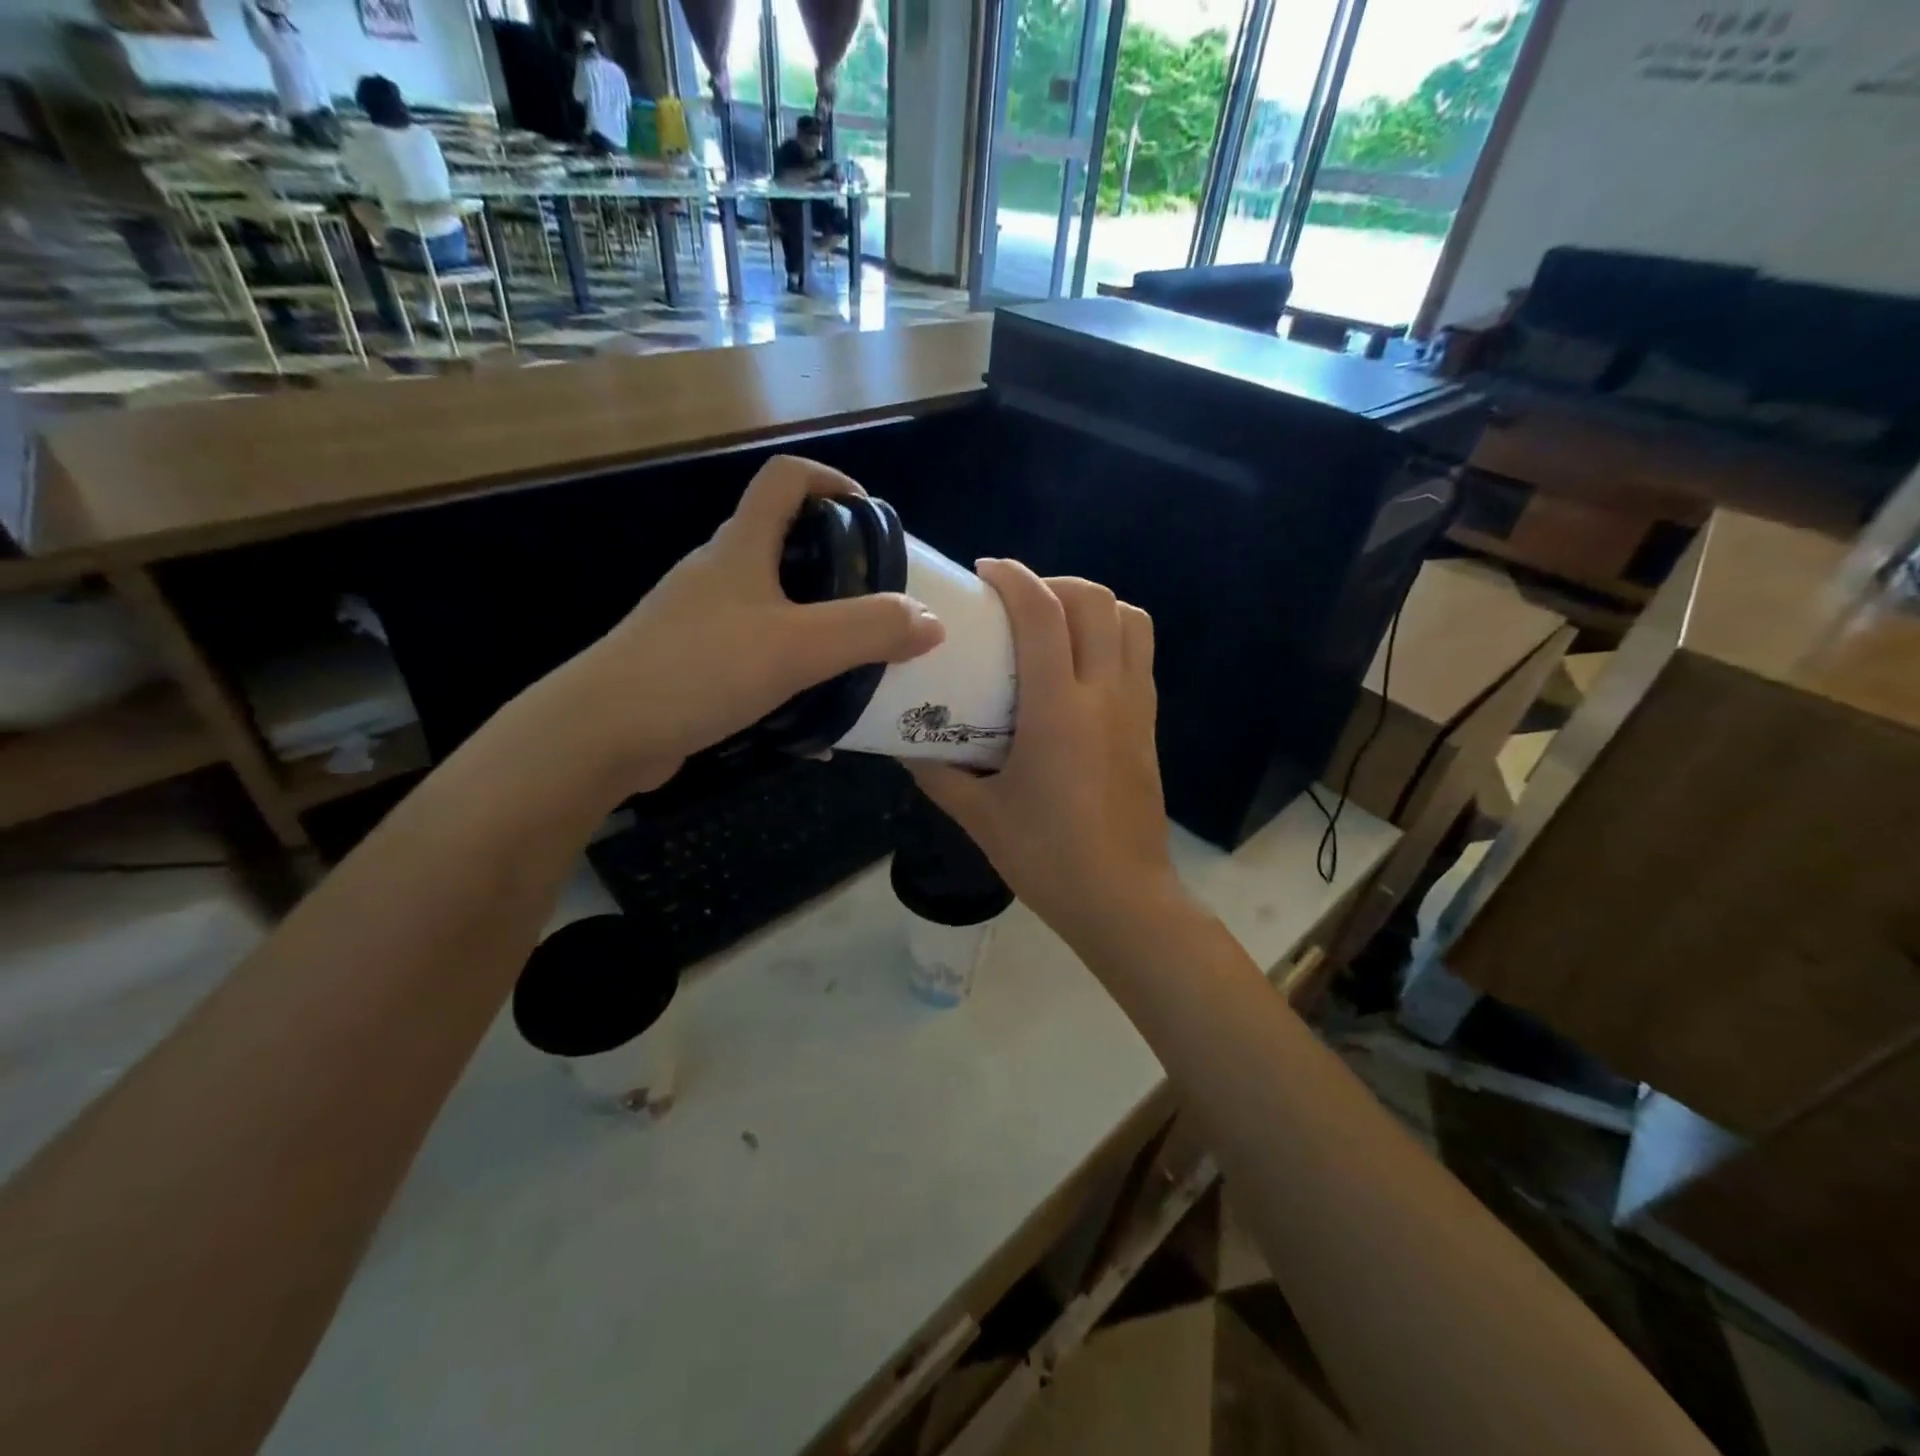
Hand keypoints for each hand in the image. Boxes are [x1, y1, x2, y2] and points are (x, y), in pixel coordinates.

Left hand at [553, 455, 943, 791]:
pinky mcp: (691, 665)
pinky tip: (813, 722)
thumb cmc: (701, 669)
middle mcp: (717, 574)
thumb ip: (870, 630)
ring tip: (856, 661)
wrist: (603, 732)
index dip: (831, 480)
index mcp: (740, 548)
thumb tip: (931, 621)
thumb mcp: (798, 647)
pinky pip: (756, 657)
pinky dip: (790, 674)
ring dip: (816, 626)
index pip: (785, 480)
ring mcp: (699, 621)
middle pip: (783, 545)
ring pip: (772, 607)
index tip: (871, 515)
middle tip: (877, 602)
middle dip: (836, 566)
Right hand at [910, 561, 1185, 954]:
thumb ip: (938, 772)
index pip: (1043, 615)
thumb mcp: (979, 815)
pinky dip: (1113, 637)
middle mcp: (1104, 694)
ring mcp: (1135, 707)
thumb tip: (904, 746)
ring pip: (1131, 621)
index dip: (1014, 578)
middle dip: (1055, 583)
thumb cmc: (1046, 857)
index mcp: (1058, 710)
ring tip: (1057, 625)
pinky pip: (1140, 656)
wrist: (1121, 899)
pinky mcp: (1149, 726)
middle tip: (1019, 603)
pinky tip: (1080, 669)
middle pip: (1095, 601)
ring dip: (1093, 606)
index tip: (986, 571)